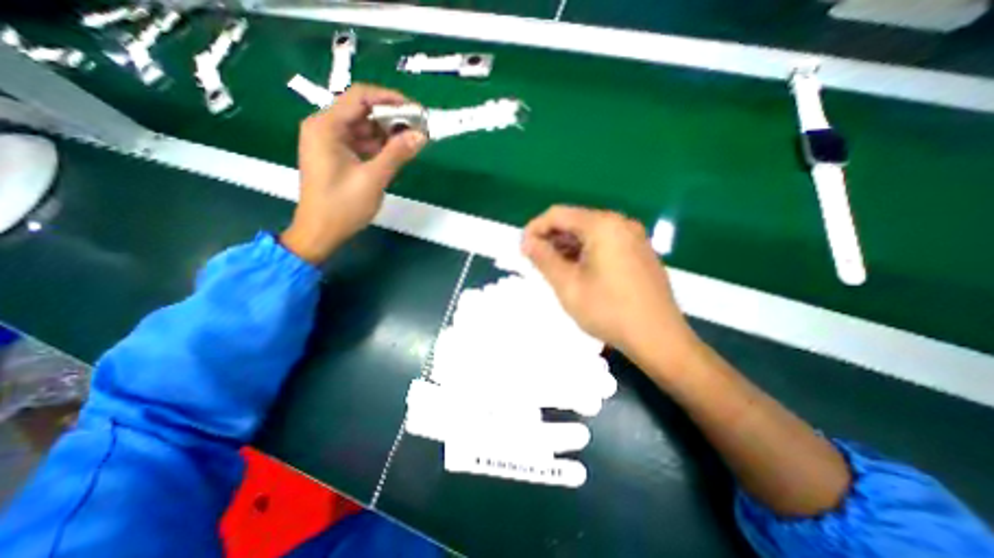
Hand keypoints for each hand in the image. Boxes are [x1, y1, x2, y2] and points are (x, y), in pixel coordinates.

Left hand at [279, 82, 426, 263]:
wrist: (321, 232)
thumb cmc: (342, 206)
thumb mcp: (373, 178)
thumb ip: (397, 153)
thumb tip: (421, 135)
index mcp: (326, 127)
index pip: (360, 97)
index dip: (390, 99)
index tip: (416, 110)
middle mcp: (325, 128)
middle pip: (363, 112)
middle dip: (392, 119)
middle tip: (419, 130)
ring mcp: (330, 143)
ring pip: (364, 129)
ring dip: (388, 134)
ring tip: (412, 142)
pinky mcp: (337, 156)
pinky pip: (362, 144)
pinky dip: (379, 147)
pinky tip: (397, 154)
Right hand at [523, 208, 693, 364]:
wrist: (659, 338)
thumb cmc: (608, 310)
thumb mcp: (568, 285)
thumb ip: (543, 258)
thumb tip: (526, 241)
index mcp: (602, 225)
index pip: (558, 214)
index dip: (535, 228)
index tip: (523, 249)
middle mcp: (620, 223)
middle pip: (575, 221)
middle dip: (551, 238)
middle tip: (535, 261)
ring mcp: (633, 237)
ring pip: (589, 233)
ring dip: (567, 247)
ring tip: (552, 268)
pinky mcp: (639, 252)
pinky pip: (604, 243)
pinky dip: (585, 252)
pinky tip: (576, 271)